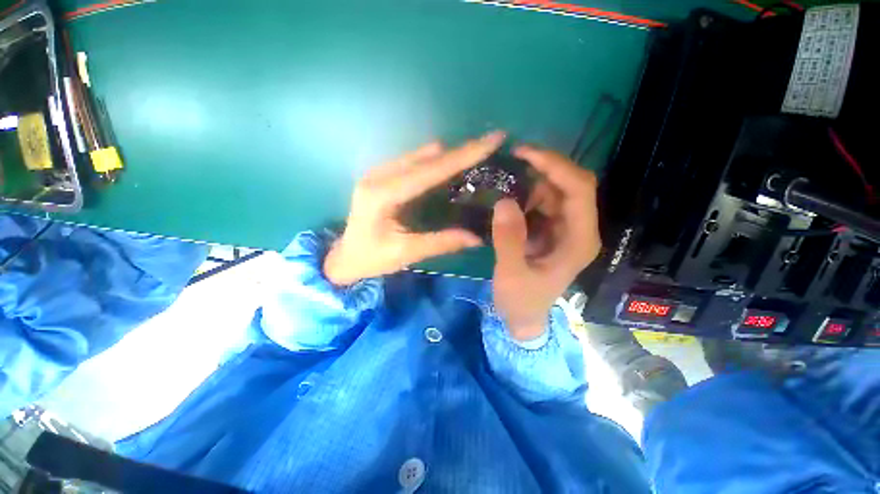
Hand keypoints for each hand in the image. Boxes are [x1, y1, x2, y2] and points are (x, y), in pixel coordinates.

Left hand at [324, 131, 506, 285]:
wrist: (343, 257)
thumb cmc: (370, 258)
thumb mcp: (406, 253)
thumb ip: (441, 243)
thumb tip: (477, 238)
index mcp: (383, 193)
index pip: (431, 169)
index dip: (464, 154)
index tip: (493, 139)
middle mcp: (380, 175)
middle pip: (428, 156)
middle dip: (461, 151)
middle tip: (491, 145)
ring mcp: (378, 172)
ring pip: (421, 155)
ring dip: (449, 155)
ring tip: (477, 158)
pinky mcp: (381, 176)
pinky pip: (414, 162)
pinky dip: (436, 163)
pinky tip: (450, 170)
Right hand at [491, 146, 600, 340]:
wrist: (524, 316)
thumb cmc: (522, 301)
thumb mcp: (512, 274)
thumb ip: (508, 240)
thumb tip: (504, 201)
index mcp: (579, 240)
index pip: (579, 190)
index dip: (555, 166)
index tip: (524, 154)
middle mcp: (578, 229)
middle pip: (571, 184)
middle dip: (544, 167)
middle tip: (511, 160)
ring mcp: (565, 228)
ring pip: (555, 190)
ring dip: (532, 182)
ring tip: (504, 181)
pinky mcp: (551, 230)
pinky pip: (542, 202)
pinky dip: (526, 194)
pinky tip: (508, 198)